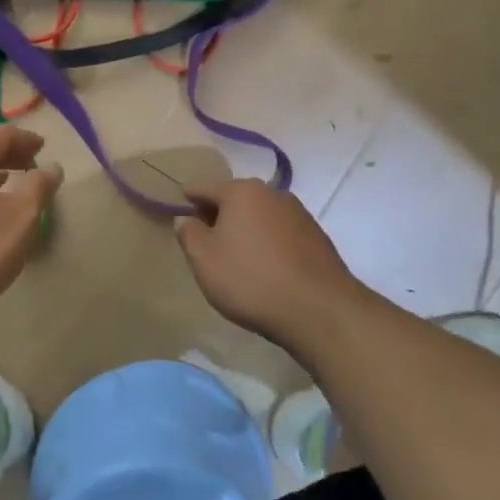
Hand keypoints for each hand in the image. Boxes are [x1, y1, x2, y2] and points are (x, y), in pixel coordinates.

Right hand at [174, 179, 357, 348]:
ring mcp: (298, 214)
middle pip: (235, 199)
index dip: (188, 199)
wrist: (319, 311)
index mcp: (241, 191)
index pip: (204, 188)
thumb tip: (187, 219)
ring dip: (245, 229)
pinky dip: (267, 242)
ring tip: (235, 255)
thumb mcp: (204, 260)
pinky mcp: (317, 237)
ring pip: (259, 215)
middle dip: (218, 214)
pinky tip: (264, 266)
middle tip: (205, 238)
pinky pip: (280, 232)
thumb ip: (188, 234)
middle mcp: (272, 193)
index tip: (179, 208)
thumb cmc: (251, 280)